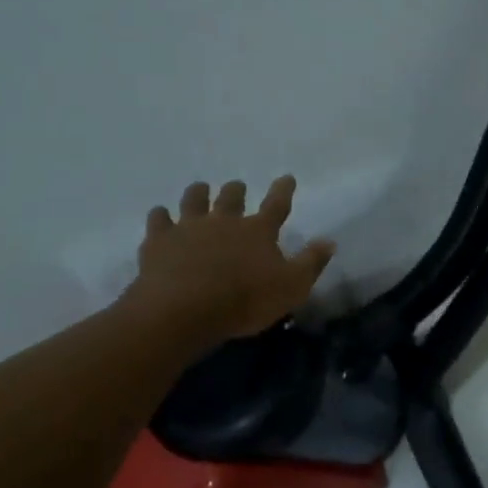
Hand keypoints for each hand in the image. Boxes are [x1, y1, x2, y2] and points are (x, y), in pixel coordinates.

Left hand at [126, 175, 334, 347]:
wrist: (184, 310)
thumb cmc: (245, 300)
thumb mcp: (292, 287)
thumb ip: (311, 263)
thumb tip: (329, 241)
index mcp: (258, 231)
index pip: (276, 205)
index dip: (283, 190)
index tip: (287, 177)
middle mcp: (224, 221)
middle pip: (231, 197)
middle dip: (236, 190)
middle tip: (237, 186)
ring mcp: (189, 228)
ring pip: (194, 200)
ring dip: (198, 193)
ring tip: (200, 189)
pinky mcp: (159, 241)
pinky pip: (158, 220)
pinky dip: (160, 216)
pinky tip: (160, 215)